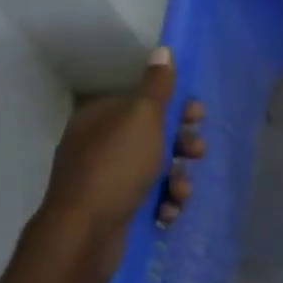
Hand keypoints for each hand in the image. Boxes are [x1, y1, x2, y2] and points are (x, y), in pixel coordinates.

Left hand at [43, 47, 205, 262]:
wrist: (85, 233)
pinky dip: (162, 202)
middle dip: (181, 147)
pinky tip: (167, 211)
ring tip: (181, 192)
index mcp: (100, 118)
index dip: (176, 108)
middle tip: (196, 154)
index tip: (197, 117)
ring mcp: (104, 179)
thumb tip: (163, 49)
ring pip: (155, 170)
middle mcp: (99, 145)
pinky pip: (147, 197)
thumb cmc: (116, 167)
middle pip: (154, 137)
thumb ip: (157, 86)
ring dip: (177, 179)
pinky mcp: (112, 208)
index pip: (145, 103)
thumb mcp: (143, 118)